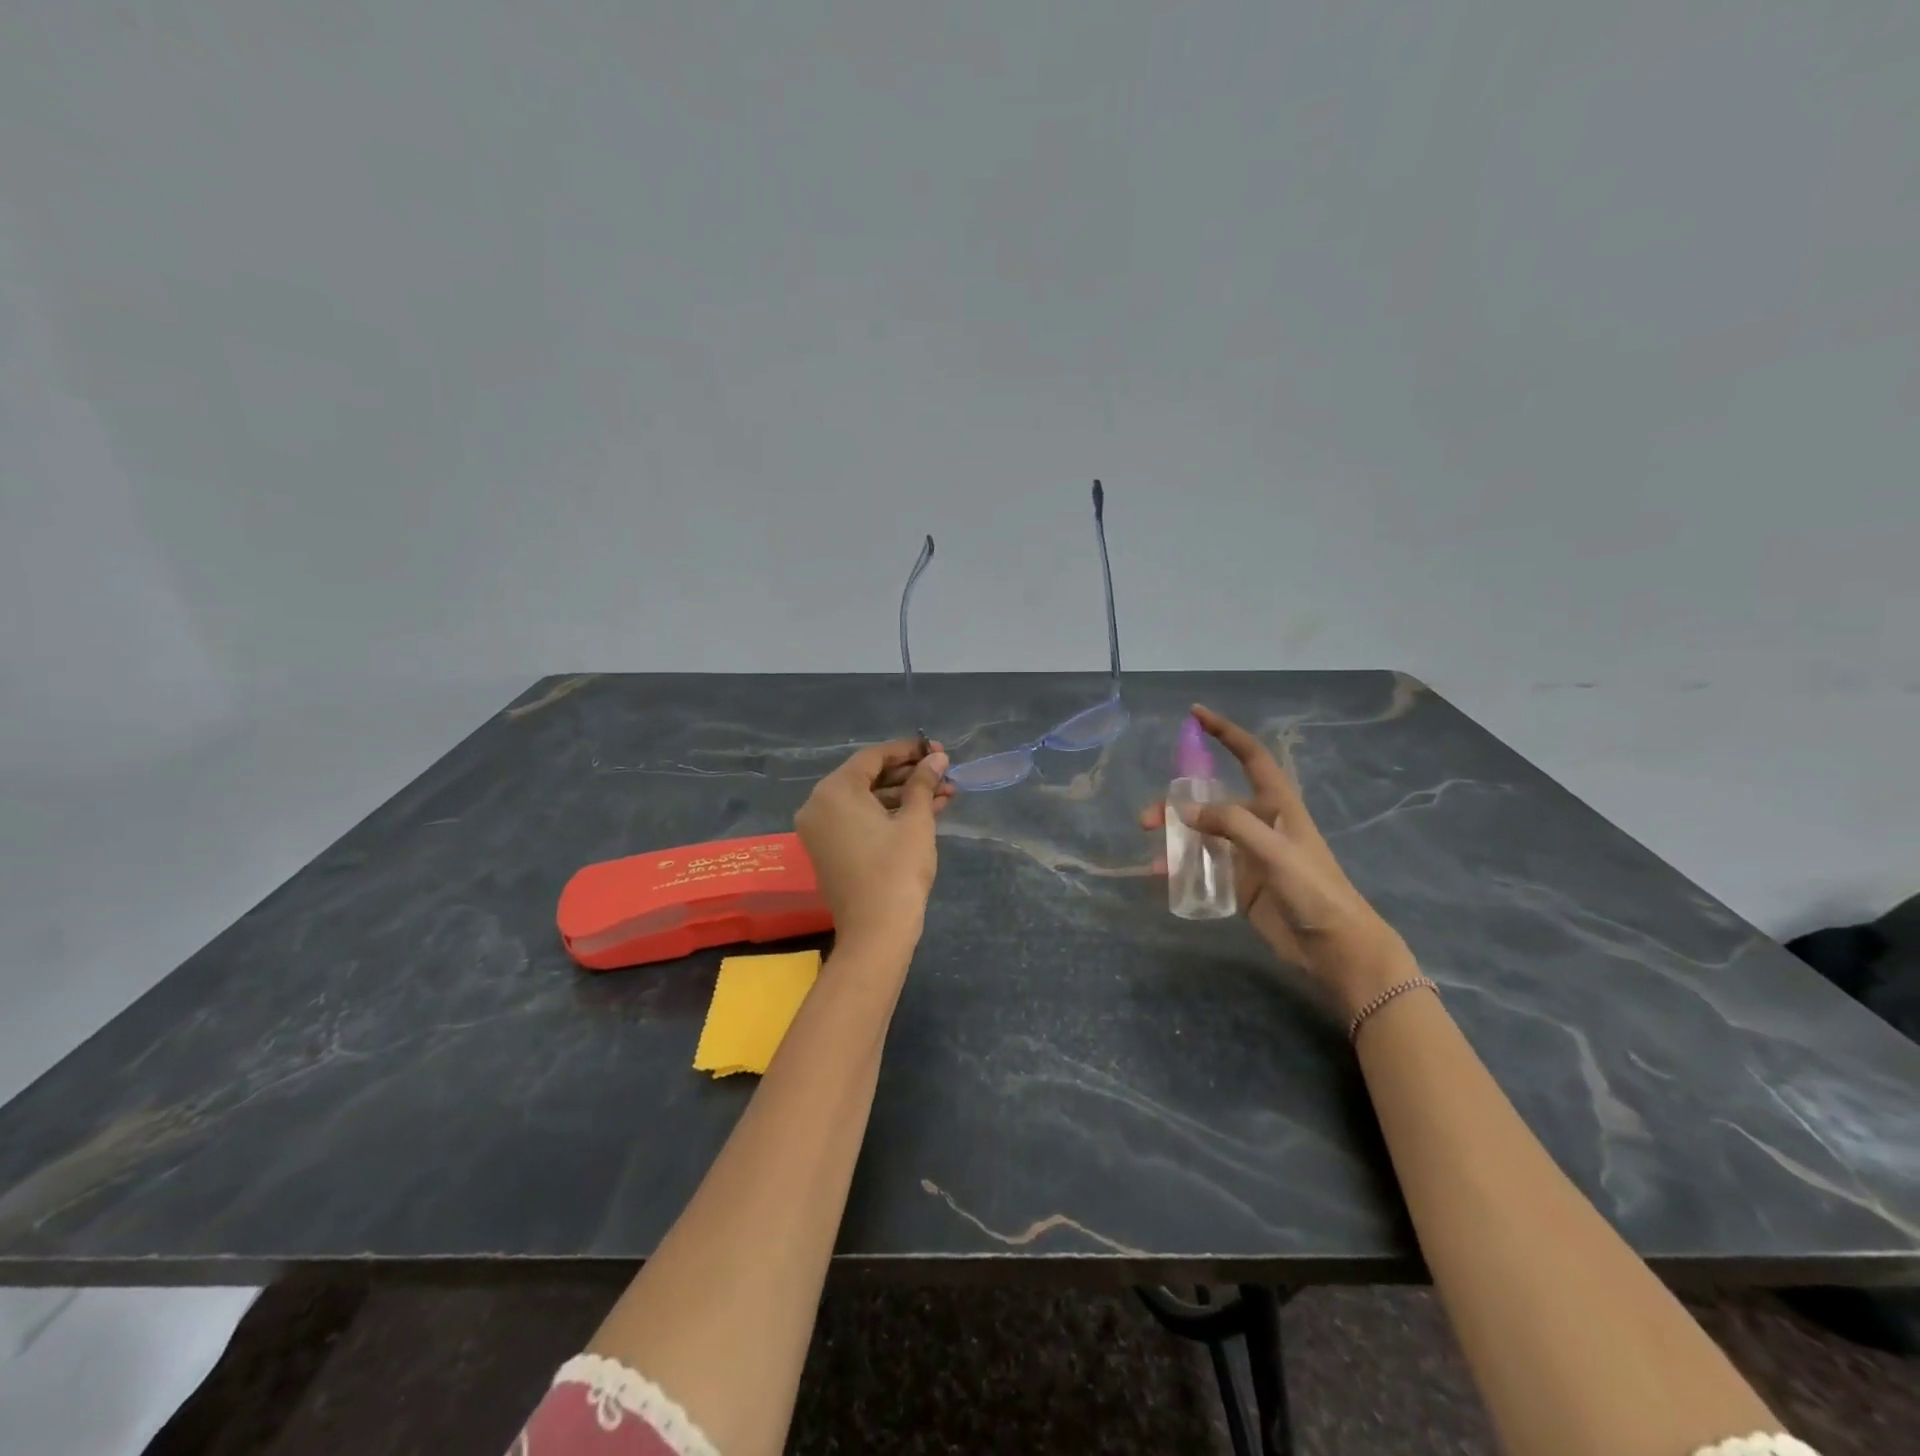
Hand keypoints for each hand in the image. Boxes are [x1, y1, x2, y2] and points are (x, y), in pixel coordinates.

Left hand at [795, 738, 952, 954]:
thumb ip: (923, 782)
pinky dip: (889, 815)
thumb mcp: (915, 821)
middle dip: (910, 775)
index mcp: (834, 791)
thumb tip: (937, 758)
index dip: (908, 750)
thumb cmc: (897, 870)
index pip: (873, 757)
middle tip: (945, 772)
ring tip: (946, 794)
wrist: (876, 931)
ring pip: (868, 801)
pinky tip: (927, 812)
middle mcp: (819, 805)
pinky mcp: (830, 850)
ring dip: (905, 796)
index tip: (938, 749)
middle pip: (869, 778)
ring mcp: (822, 830)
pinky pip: (860, 820)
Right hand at [1142, 705, 1412, 1014]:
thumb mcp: (1275, 851)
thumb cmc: (1314, 890)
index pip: (1250, 756)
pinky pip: (1202, 864)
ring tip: (1154, 858)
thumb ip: (1230, 825)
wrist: (1334, 947)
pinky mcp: (1240, 881)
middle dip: (1176, 803)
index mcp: (1277, 805)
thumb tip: (1183, 812)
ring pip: (1201, 833)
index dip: (1225, 732)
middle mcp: (1260, 823)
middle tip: (1146, 821)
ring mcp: (1248, 853)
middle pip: (1211, 800)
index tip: (1195, 714)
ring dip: (1174, 838)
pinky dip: (1181, 866)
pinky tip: (1165, 877)